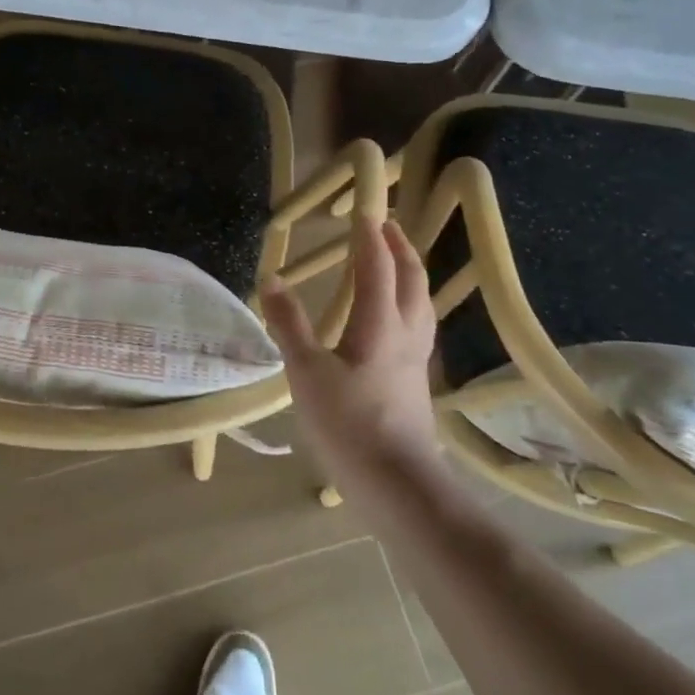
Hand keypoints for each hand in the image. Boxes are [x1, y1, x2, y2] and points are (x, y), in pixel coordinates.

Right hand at [262, 217, 439, 490]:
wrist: (397, 483)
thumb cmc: (348, 424)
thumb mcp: (306, 372)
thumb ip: (289, 324)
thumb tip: (272, 278)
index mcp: (380, 325)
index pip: (377, 268)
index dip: (369, 238)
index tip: (363, 211)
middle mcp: (406, 334)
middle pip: (411, 280)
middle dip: (400, 248)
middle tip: (387, 225)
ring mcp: (416, 359)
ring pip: (422, 303)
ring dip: (411, 273)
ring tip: (398, 261)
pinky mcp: (417, 380)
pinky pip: (420, 325)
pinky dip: (411, 303)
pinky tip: (399, 319)